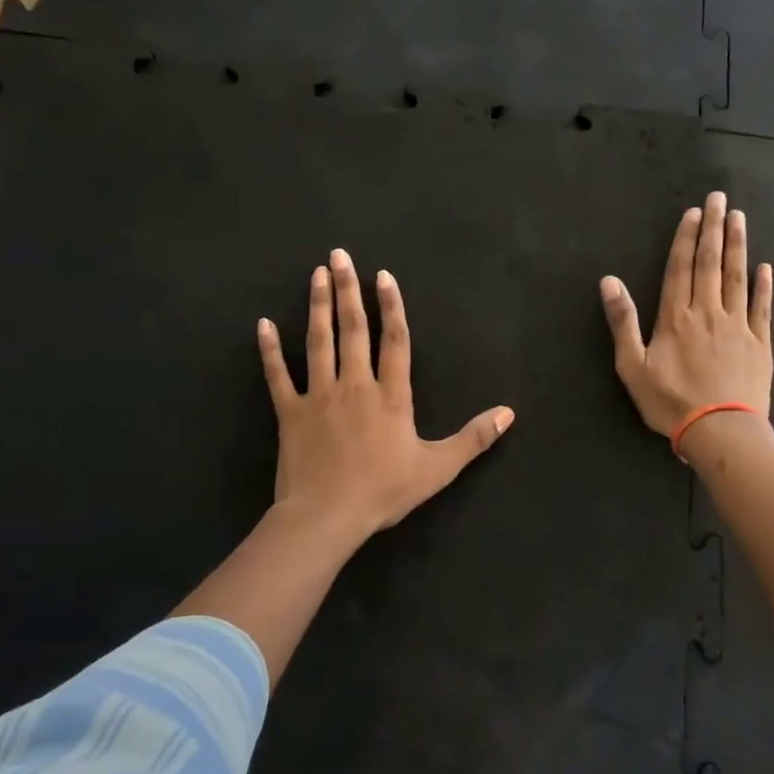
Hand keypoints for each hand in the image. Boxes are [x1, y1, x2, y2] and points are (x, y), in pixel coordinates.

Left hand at [258, 248, 514, 544]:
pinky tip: (264, 324)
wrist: (327, 517)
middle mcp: (355, 385)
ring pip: (318, 342)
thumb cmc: (384, 491)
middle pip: (352, 330)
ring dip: (318, 306)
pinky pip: (278, 375)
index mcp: (391, 395)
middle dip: (348, 290)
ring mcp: (319, 396)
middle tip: (339, 255)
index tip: (382, 276)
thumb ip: (474, 438)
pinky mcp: (290, 413)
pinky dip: (270, 350)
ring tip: (317, 274)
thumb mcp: (438, 468)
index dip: (390, 306)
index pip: (394, 340)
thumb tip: (509, 413)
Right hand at [601, 191, 773, 439]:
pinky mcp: (760, 343)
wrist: (721, 432)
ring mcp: (737, 326)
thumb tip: (609, 281)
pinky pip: (762, 308)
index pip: (680, 268)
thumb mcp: (632, 367)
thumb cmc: (671, 402)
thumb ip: (622, 322)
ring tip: (739, 218)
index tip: (694, 212)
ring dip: (738, 246)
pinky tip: (765, 267)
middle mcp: (708, 312)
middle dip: (714, 229)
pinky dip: (764, 285)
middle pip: (710, 263)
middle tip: (719, 199)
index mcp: (676, 317)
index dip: (686, 238)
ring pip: (738, 277)